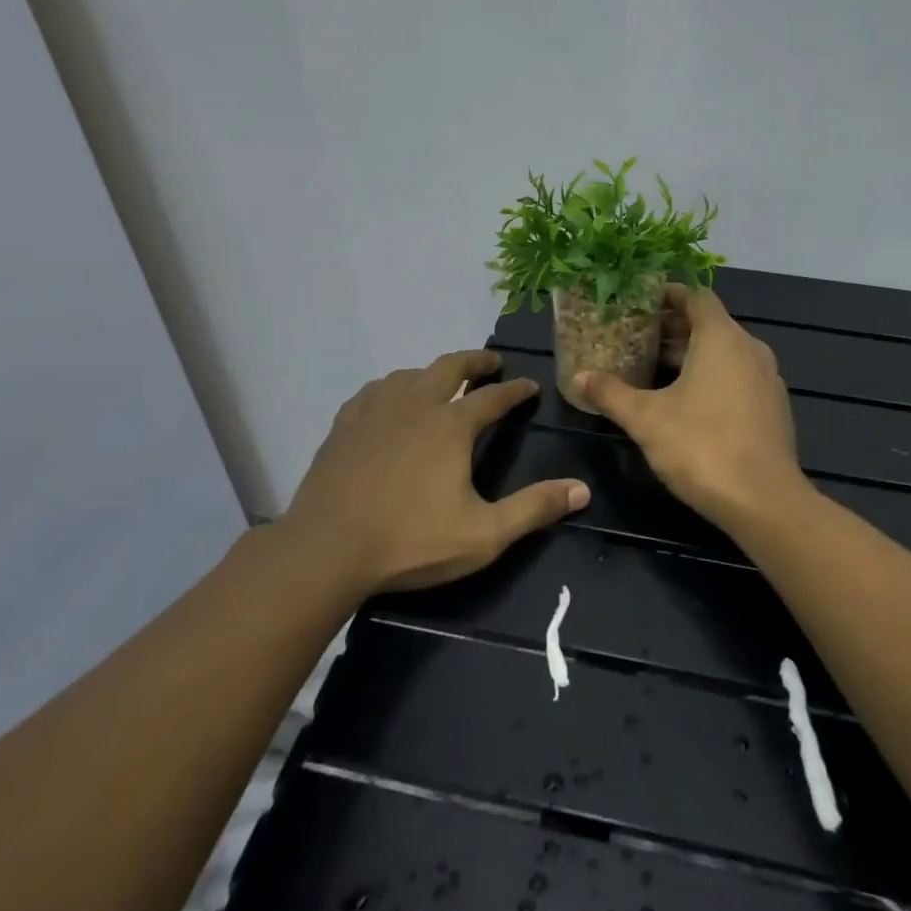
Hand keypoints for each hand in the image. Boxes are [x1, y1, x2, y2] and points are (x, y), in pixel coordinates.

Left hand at [282, 350, 589, 593]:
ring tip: (441, 380)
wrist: (327, 549)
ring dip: (432, 372)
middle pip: (450, 367)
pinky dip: (391, 388)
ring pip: (409, 374)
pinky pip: (373, 391)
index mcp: (452, 426)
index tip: (529, 386)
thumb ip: (534, 508)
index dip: (515, 390)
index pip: (494, 397)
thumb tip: (582, 490)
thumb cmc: (411, 541)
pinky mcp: (345, 425)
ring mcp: (376, 411)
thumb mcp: (484, 534)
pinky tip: (388, 399)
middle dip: (475, 361)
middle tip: (490, 362)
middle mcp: (416, 405)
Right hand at [577, 285, 805, 526]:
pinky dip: (714, 376)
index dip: (669, 295)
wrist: (764, 501)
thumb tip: (578, 378)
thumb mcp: (645, 418)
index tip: (641, 302)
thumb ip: (611, 394)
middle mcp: (750, 349)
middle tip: (637, 337)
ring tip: (655, 369)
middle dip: (674, 328)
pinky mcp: (774, 408)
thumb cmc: (701, 446)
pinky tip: (688, 402)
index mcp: (722, 338)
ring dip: (693, 354)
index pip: (697, 297)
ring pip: (726, 353)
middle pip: (710, 325)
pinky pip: (739, 377)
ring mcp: (767, 379)